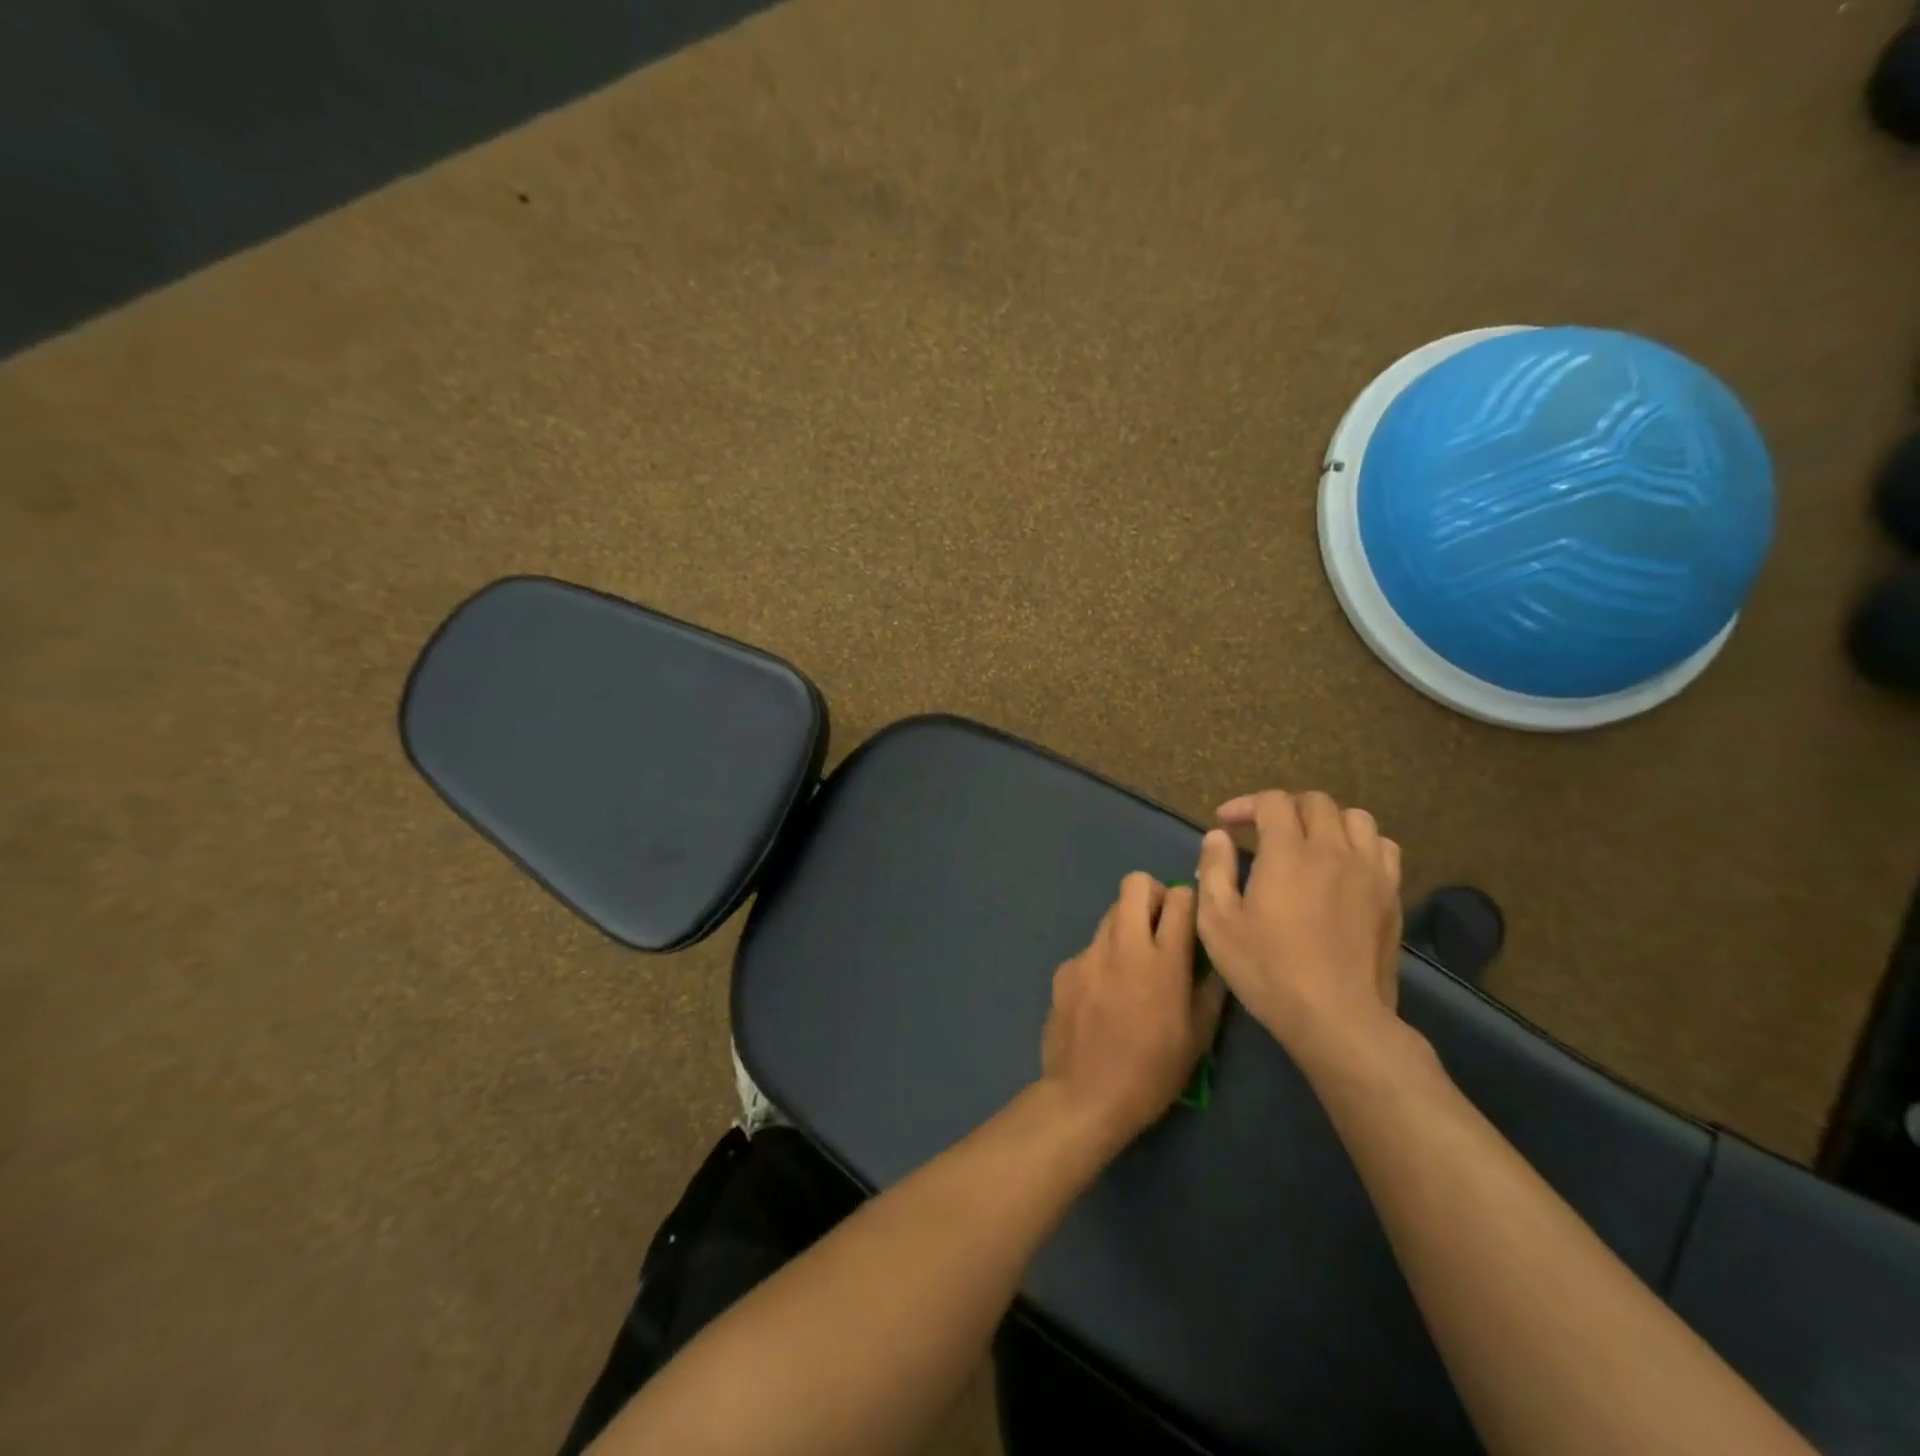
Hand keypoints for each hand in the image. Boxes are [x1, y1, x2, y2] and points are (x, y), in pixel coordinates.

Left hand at [1041, 873, 1227, 1145]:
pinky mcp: (1064, 968)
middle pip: (1135, 883)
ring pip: (1110, 913)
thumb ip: (1210, 987)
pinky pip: (1090, 948)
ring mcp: (1088, 954)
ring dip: (1127, 926)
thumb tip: (1214, 956)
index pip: (1180, 897)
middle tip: (1160, 928)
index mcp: (1163, 961)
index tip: (1190, 921)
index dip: (1189, 901)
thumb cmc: (1152, 1072)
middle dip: (1152, 895)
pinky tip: (1104, 996)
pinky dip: (1102, 959)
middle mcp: (1123, 945)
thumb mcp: (1198, 1037)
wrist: (1085, 1096)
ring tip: (1133, 966)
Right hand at [1194, 791, 1403, 1070]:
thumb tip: (1218, 837)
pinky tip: (1344, 864)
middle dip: (1283, 808)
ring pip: (1355, 818)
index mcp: (1287, 853)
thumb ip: (1215, 871)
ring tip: (1307, 842)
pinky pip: (1383, 847)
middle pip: (1315, 802)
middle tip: (1262, 831)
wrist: (1337, 1017)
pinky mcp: (1391, 895)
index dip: (1245, 804)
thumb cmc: (1268, 970)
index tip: (1225, 824)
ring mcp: (1369, 871)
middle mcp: (1332, 850)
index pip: (1272, 802)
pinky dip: (1360, 843)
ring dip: (1326, 820)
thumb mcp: (1218, 923)